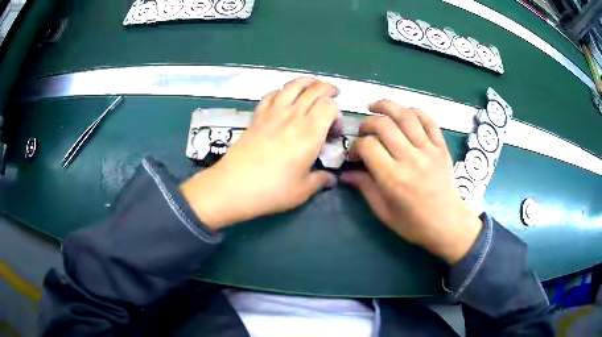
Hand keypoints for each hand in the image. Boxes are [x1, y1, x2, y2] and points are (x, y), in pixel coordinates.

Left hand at [181, 77, 339, 230]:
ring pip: (293, 85)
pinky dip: (282, 91)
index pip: (330, 105)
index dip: (337, 112)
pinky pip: (271, 94)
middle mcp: (293, 116)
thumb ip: (320, 180)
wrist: (234, 186)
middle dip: (328, 88)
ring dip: (307, 82)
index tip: (333, 129)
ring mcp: (273, 113)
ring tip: (313, 85)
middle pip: (314, 89)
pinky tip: (284, 96)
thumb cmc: (272, 190)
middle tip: (334, 94)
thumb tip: (330, 178)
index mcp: (310, 133)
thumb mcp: (303, 191)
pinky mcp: (257, 116)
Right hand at [341, 100, 482, 263]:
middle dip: (367, 123)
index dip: (355, 145)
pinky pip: (429, 120)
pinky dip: (415, 111)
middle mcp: (410, 159)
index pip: (368, 146)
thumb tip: (345, 173)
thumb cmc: (413, 223)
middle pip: (384, 125)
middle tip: (363, 131)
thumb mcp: (383, 211)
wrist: (447, 223)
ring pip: (405, 116)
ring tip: (375, 106)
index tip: (354, 153)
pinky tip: (404, 112)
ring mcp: (428, 150)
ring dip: (387, 106)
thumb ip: (364, 188)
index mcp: (393, 178)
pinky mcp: (441, 147)